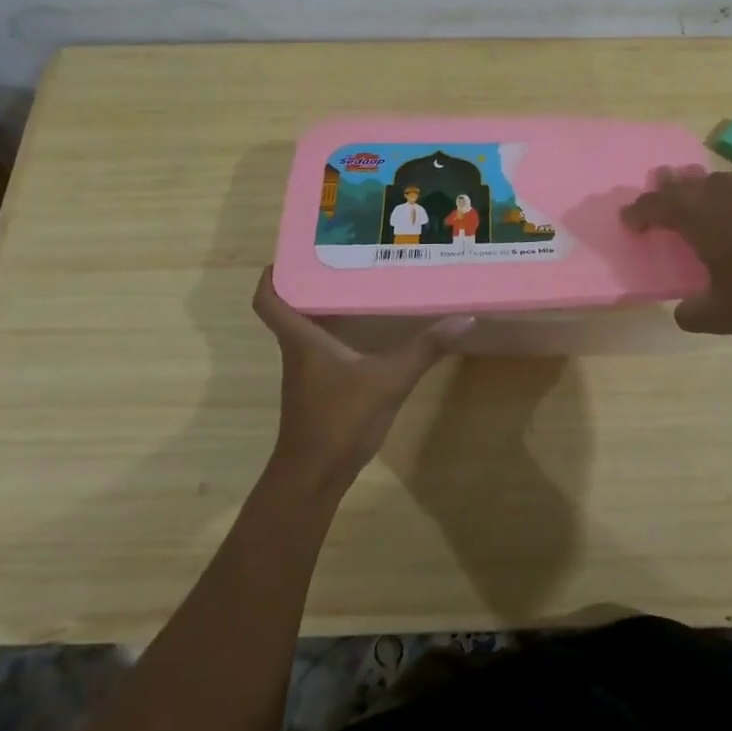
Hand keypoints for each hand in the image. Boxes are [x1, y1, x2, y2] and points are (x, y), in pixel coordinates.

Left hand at [252, 268, 473, 493]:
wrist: (314, 477)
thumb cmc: (339, 420)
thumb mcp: (388, 380)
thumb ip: (424, 350)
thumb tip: (463, 318)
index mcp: (301, 338)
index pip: (268, 299)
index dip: (273, 275)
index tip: (294, 253)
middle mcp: (298, 350)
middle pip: (293, 307)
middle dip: (313, 282)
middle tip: (345, 257)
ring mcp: (307, 372)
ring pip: (310, 328)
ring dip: (328, 307)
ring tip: (362, 284)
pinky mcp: (320, 389)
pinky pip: (325, 349)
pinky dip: (341, 334)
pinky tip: (370, 331)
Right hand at [620, 162, 731, 332]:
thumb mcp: (727, 313)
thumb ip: (695, 315)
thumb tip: (681, 314)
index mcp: (694, 214)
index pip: (652, 205)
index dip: (637, 213)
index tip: (629, 220)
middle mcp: (718, 188)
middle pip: (682, 182)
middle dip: (668, 189)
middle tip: (661, 189)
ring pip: (719, 179)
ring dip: (706, 188)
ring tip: (707, 198)